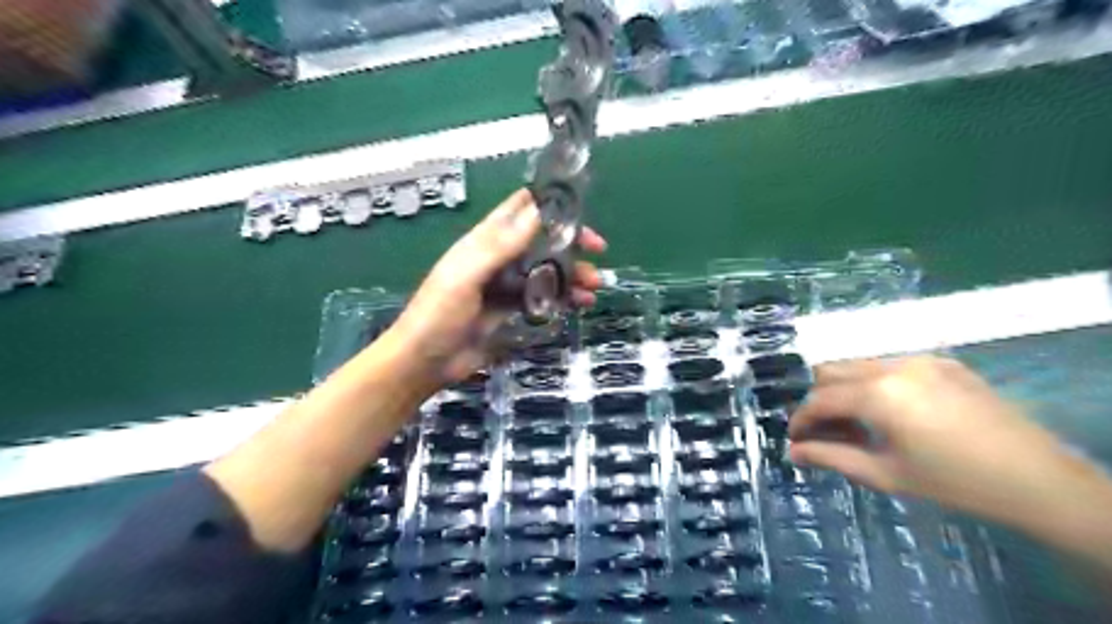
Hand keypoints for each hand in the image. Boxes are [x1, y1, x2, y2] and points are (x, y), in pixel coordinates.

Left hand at [386, 190, 606, 383]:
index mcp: (484, 242)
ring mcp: (506, 286)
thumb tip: (538, 211)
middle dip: (570, 241)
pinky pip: (543, 297)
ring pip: (546, 270)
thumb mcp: (468, 275)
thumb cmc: (439, 313)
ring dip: (572, 273)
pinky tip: (581, 303)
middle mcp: (498, 259)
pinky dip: (564, 297)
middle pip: (540, 240)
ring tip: (595, 284)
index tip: (579, 205)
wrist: (425, 362)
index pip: (518, 210)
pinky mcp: (512, 311)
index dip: (547, 203)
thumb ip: (501, 245)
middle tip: (599, 248)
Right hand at [785, 353, 1071, 524]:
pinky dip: (875, 384)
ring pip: (859, 364)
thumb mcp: (886, 474)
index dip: (801, 419)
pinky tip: (891, 413)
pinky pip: (890, 365)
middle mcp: (893, 365)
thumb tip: (791, 452)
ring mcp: (920, 359)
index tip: (794, 439)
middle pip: (832, 370)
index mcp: (879, 393)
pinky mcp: (942, 361)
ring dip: (845, 390)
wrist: (1040, 480)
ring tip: (858, 424)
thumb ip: (832, 458)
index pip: (820, 399)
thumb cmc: (955, 482)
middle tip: (825, 431)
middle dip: (819, 399)